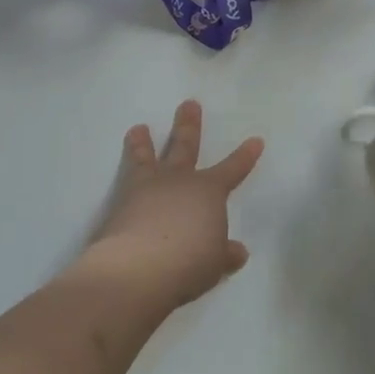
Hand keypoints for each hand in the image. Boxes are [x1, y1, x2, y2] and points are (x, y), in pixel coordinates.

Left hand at [82, 101, 262, 312]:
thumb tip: (237, 251)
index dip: (245, 156)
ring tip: (138, 128)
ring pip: (147, 158)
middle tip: (188, 104)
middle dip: (189, 126)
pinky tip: (120, 182)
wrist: (137, 269)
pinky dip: (123, 176)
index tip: (255, 140)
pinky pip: (124, 183)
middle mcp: (179, 182)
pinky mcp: (119, 204)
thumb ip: (224, 254)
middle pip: (185, 147)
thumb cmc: (188, 263)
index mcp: (208, 192)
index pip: (232, 169)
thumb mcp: (214, 264)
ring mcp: (147, 189)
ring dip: (143, 143)